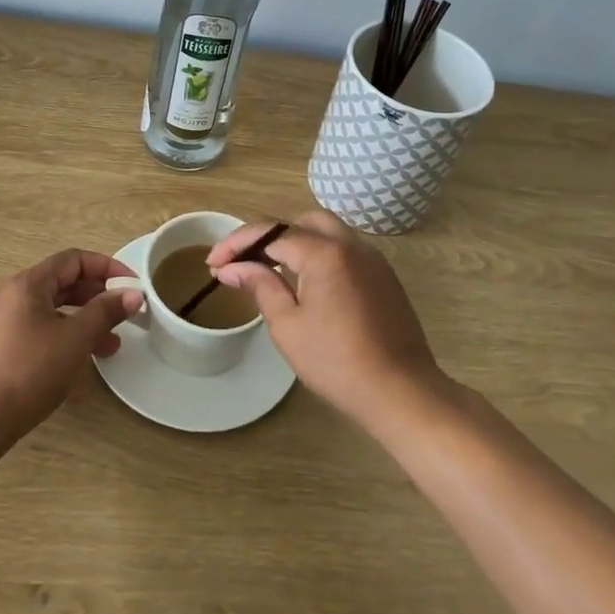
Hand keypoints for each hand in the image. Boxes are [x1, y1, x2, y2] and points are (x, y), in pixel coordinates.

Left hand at [0, 249, 143, 449]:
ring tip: (111, 345)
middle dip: (97, 297)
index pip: (73, 260)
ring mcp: (4, 322)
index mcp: (27, 284)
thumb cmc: (31, 371)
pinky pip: (40, 329)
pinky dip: (65, 336)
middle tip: (124, 314)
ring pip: (53, 310)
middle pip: (63, 283)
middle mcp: (12, 295)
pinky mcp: (1, 347)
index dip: (107, 267)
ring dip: (84, 321)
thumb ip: (106, 312)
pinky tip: (82, 360)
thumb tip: (134, 294)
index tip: (131, 285)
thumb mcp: (76, 339)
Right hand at [208, 210, 446, 429]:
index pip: (271, 233)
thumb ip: (260, 286)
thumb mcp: (288, 326)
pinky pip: (345, 249)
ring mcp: (372, 258)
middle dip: (268, 236)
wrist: (401, 391)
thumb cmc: (337, 362)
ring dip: (296, 241)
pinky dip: (320, 254)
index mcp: (324, 253)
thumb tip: (232, 268)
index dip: (237, 244)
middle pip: (301, 221)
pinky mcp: (383, 275)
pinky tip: (307, 282)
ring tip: (272, 268)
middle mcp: (350, 244)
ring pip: (327, 231)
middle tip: (245, 261)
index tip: (213, 263)